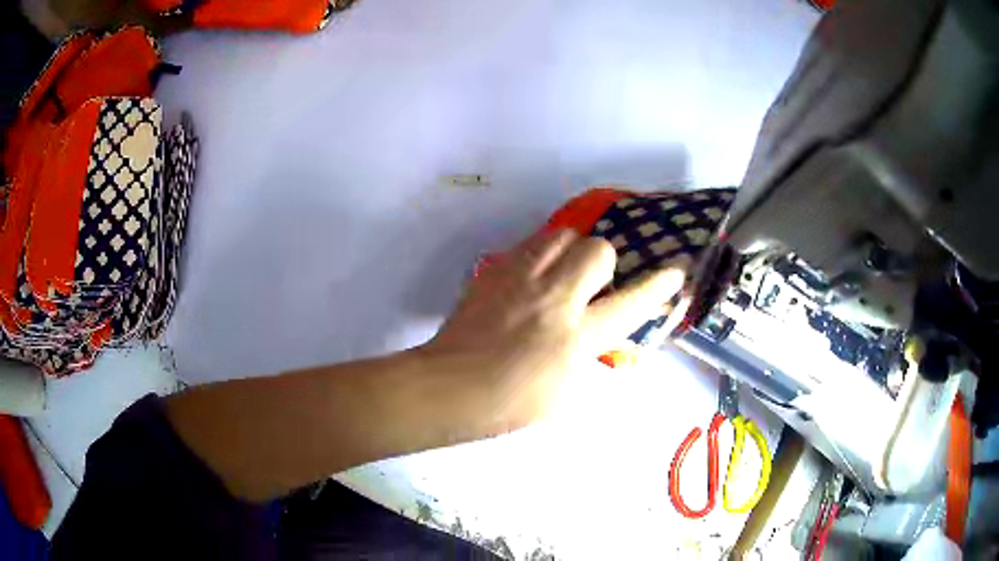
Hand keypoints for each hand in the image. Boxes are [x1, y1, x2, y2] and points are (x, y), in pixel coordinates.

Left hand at [422, 229, 685, 435]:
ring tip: (561, 273)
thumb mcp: (566, 392)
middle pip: (597, 249)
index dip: (658, 286)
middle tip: (589, 286)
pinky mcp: (494, 270)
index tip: (676, 270)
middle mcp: (553, 298)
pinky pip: (529, 244)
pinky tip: (530, 278)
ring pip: (562, 234)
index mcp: (576, 337)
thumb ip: (590, 355)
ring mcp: (520, 278)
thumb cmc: (511, 403)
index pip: (630, 304)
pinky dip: (541, 254)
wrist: (450, 388)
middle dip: (603, 262)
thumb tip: (600, 333)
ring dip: (572, 250)